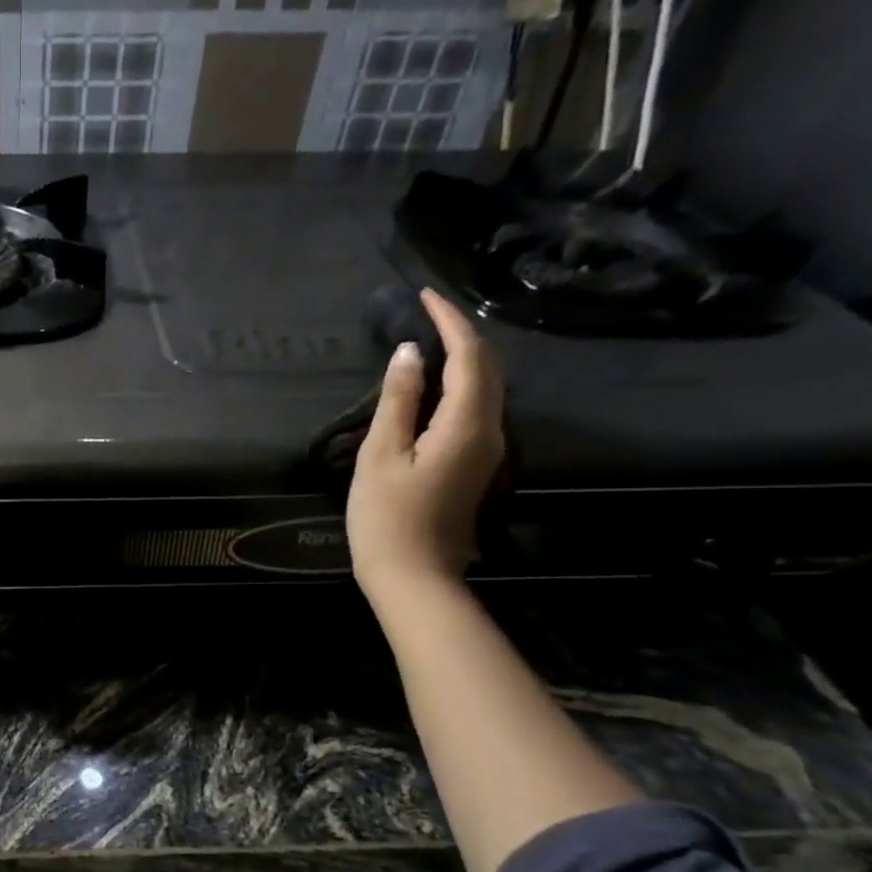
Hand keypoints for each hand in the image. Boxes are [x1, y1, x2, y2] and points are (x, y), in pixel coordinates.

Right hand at [346, 288, 505, 601]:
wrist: (414, 574)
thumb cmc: (387, 518)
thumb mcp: (381, 456)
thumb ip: (397, 401)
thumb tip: (409, 354)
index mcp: (467, 425)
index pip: (468, 357)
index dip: (450, 322)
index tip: (426, 296)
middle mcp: (491, 431)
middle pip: (488, 368)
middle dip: (463, 333)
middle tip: (430, 311)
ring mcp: (489, 449)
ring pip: (489, 387)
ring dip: (466, 356)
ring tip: (434, 337)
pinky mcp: (478, 463)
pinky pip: (479, 407)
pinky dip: (463, 382)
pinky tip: (439, 381)